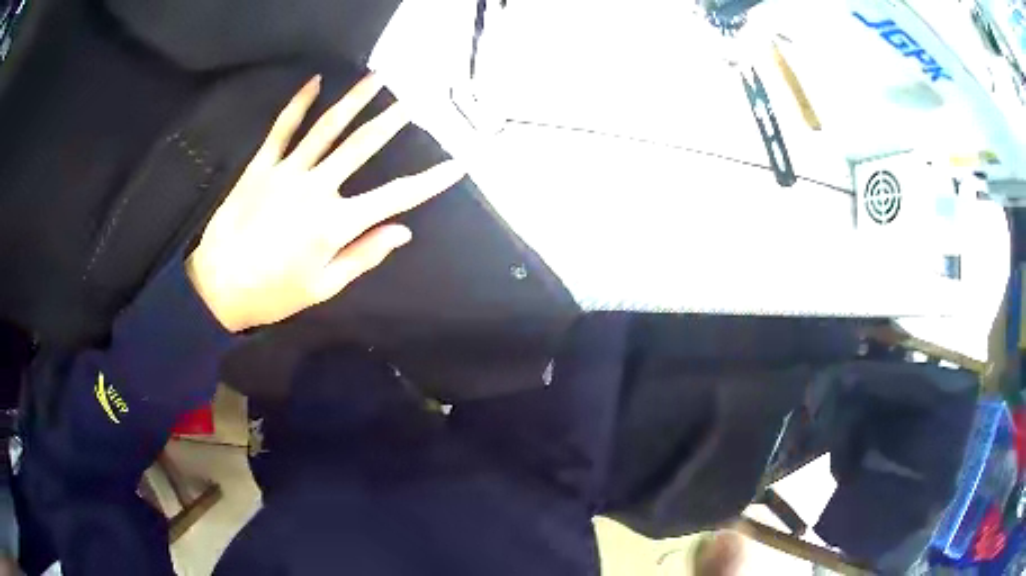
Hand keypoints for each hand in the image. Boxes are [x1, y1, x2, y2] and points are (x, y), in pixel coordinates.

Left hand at [186, 73, 463, 332]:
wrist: (218, 287)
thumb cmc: (273, 294)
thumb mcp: (323, 286)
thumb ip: (363, 255)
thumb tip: (402, 231)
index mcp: (336, 222)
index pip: (395, 196)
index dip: (430, 181)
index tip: (456, 165)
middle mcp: (317, 188)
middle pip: (361, 146)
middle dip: (391, 121)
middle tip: (413, 99)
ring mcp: (287, 172)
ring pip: (327, 128)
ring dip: (354, 100)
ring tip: (376, 78)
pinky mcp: (261, 166)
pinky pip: (282, 129)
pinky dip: (298, 104)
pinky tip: (314, 82)